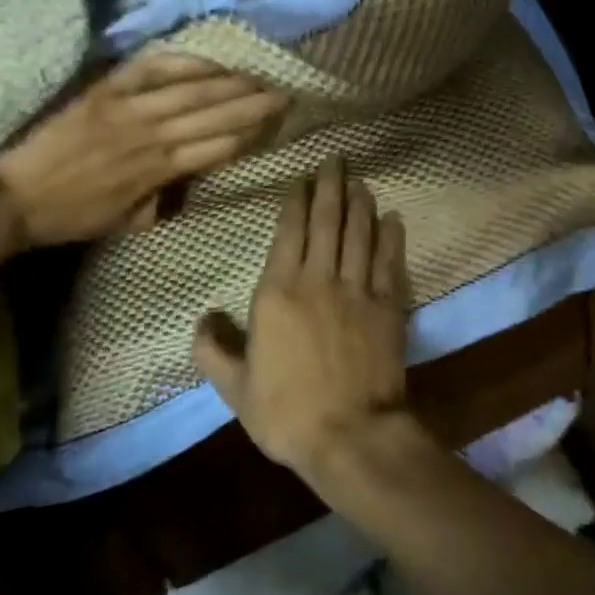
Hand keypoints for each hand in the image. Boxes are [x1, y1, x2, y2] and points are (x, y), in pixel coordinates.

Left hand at [0, 54, 285, 245]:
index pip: (218, 148)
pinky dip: (185, 63)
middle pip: (214, 115)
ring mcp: (129, 108)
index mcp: (158, 171)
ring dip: (230, 82)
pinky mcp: (107, 90)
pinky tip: (211, 60)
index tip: (278, 123)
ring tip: (258, 75)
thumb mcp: (129, 221)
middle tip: (285, 92)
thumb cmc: (75, 214)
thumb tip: (196, 179)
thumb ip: (166, 199)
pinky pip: (154, 69)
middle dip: (254, 104)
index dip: (251, 134)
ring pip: (192, 91)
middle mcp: (151, 136)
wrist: (16, 195)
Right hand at [192, 157, 412, 480]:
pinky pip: (390, 261)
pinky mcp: (387, 305)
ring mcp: (357, 289)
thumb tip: (201, 318)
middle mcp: (319, 279)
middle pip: (327, 220)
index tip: (302, 177)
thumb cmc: (287, 413)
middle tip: (336, 158)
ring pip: (360, 232)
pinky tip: (393, 218)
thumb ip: (214, 350)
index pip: (290, 231)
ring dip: (360, 202)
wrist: (350, 436)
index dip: (297, 200)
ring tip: (360, 179)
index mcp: (279, 292)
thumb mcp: (236, 389)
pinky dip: (391, 236)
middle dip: (331, 185)